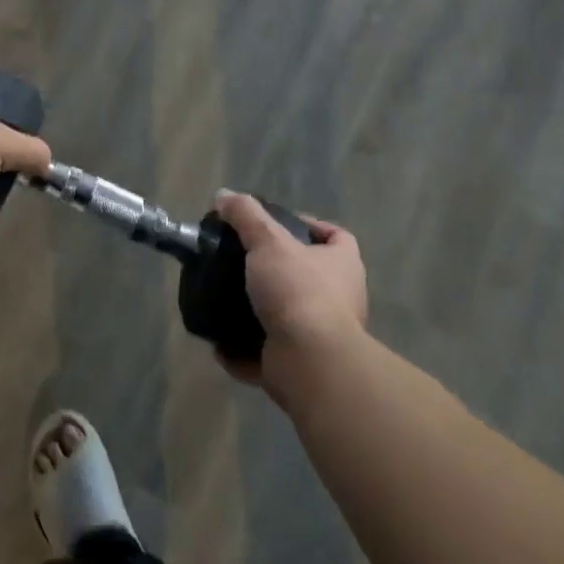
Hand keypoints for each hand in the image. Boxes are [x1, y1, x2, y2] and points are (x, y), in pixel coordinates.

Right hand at [214, 190, 366, 401]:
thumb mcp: (267, 241)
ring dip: (259, 312)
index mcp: (343, 265)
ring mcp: (323, 336)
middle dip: (277, 270)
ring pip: (288, 316)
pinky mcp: (302, 367)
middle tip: (244, 261)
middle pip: (309, 276)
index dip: (310, 226)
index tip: (277, 225)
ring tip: (228, 297)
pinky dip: (244, 350)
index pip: (336, 237)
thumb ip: (245, 215)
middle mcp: (341, 299)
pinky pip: (268, 354)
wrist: (309, 363)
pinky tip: (220, 342)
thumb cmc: (297, 291)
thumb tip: (223, 195)